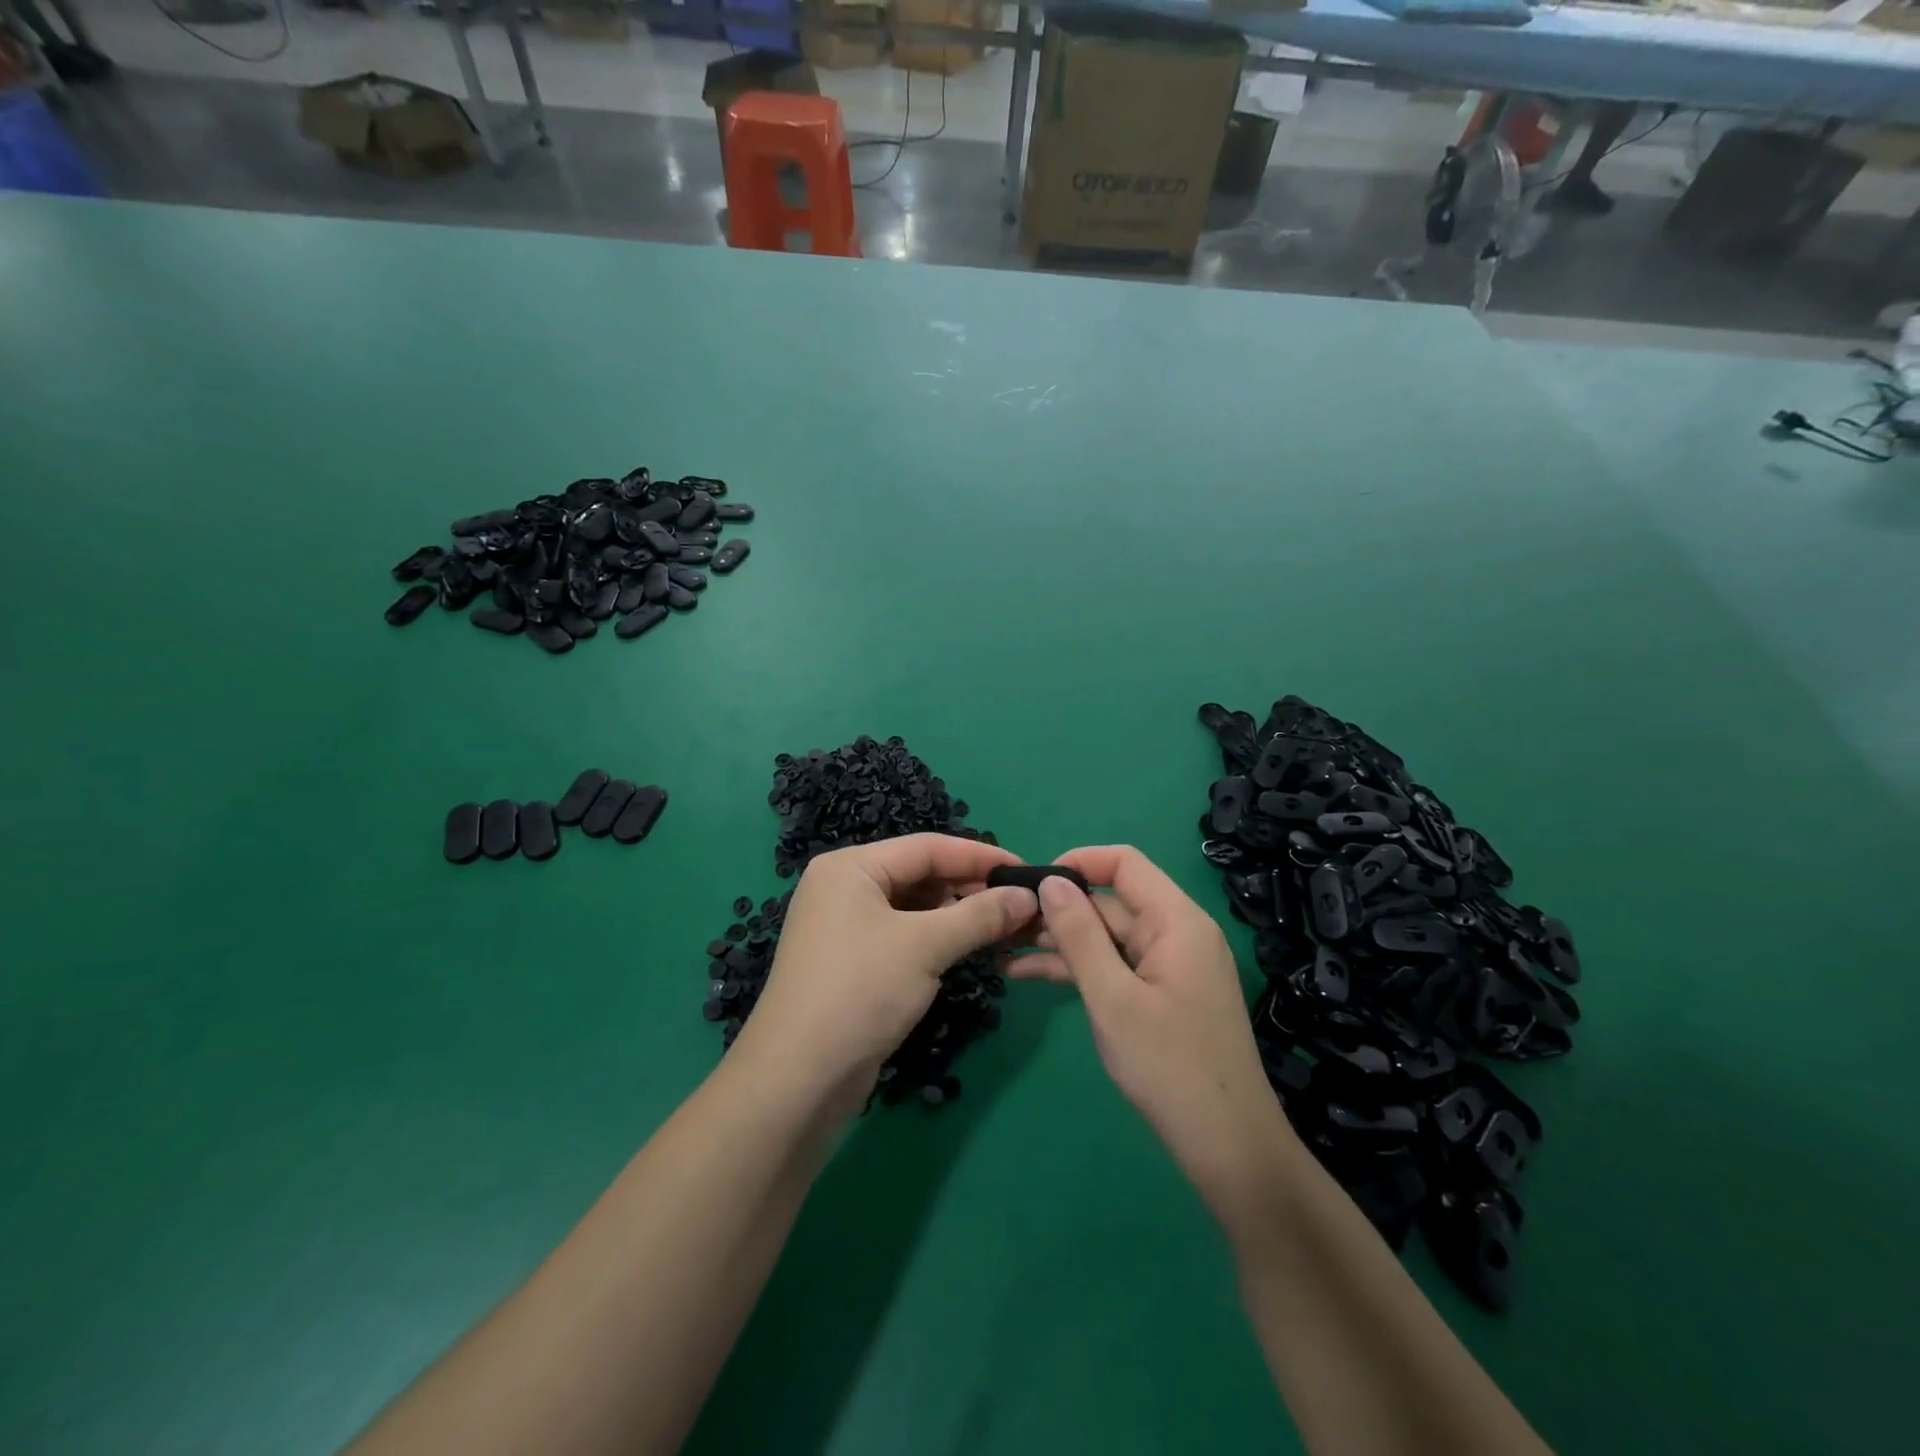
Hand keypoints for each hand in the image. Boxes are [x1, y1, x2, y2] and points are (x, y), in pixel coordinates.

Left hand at [731, 834, 1039, 1111]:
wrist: (798, 1080)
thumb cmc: (860, 992)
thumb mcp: (925, 946)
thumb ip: (980, 915)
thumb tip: (1030, 896)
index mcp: (851, 867)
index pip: (927, 847)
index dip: (980, 856)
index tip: (1026, 871)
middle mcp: (845, 887)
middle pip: (920, 874)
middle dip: (970, 888)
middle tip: (1021, 904)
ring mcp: (846, 925)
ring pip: (915, 907)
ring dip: (958, 915)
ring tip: (1004, 926)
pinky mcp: (853, 960)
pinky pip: (904, 934)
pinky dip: (938, 938)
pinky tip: (969, 947)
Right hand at [1013, 845, 1293, 1214]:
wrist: (1228, 1148)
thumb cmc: (1169, 1066)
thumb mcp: (1112, 997)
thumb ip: (1079, 935)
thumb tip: (1049, 881)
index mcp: (1176, 921)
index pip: (1124, 863)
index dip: (1078, 863)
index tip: (1033, 885)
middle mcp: (1177, 933)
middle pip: (1112, 901)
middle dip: (1059, 910)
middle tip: (1004, 925)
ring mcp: (1170, 966)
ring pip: (1108, 937)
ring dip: (1061, 942)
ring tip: (1004, 950)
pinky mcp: (1162, 994)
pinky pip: (1116, 966)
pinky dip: (1079, 969)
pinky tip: (1030, 975)